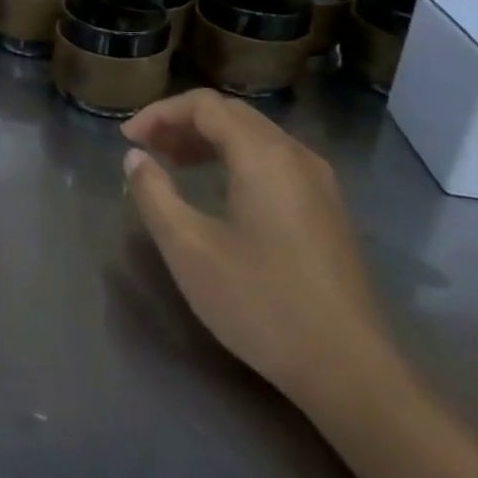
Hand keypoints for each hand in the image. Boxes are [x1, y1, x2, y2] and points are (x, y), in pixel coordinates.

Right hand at [121, 89, 401, 414]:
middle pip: (232, 114)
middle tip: (146, 149)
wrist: (350, 372)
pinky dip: (235, 159)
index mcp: (264, 155)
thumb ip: (153, 193)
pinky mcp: (327, 211)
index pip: (204, 105)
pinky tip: (216, 190)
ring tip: (172, 165)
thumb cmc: (260, 303)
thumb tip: (135, 157)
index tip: (128, 140)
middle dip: (182, 123)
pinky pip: (273, 161)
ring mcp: (320, 184)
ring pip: (255, 136)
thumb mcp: (188, 247)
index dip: (159, 113)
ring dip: (208, 140)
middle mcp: (296, 156)